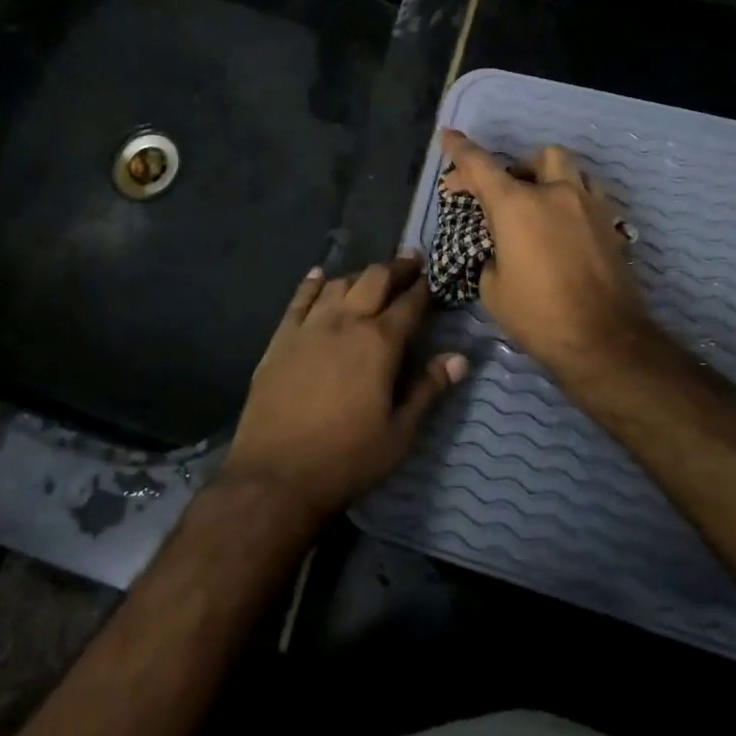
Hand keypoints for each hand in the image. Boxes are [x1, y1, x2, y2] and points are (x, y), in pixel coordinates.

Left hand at [221, 255, 466, 523]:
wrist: (275, 475)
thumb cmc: (346, 458)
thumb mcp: (399, 433)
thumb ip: (429, 390)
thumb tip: (460, 358)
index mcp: (379, 343)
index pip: (409, 304)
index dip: (425, 287)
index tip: (435, 274)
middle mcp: (346, 322)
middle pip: (374, 280)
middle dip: (397, 267)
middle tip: (411, 260)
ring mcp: (310, 326)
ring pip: (339, 283)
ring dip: (359, 274)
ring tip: (372, 274)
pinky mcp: (282, 338)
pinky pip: (300, 298)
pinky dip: (313, 282)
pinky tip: (320, 275)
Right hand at [441, 129, 657, 382]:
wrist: (604, 340)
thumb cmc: (538, 315)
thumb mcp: (493, 288)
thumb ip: (491, 253)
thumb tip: (498, 247)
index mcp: (516, 206)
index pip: (480, 165)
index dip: (460, 149)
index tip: (448, 136)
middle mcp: (555, 194)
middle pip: (537, 156)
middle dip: (517, 168)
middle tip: (503, 195)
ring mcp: (589, 206)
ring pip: (571, 170)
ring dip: (550, 178)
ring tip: (540, 204)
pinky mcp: (611, 224)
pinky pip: (590, 195)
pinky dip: (573, 200)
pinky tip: (565, 227)